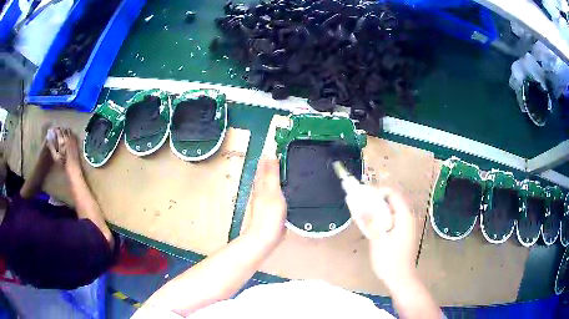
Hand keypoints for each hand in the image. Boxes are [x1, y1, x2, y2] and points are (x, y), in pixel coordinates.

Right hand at [46, 128, 80, 172]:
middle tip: (56, 131)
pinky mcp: (77, 140)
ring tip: (61, 132)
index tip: (52, 130)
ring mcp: (73, 138)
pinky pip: (73, 133)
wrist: (74, 166)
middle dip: (59, 129)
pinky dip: (69, 132)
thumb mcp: (56, 156)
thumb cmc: (64, 162)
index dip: (55, 129)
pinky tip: (68, 135)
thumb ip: (51, 148)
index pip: (58, 130)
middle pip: (63, 129)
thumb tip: (48, 141)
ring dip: (64, 130)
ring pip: (68, 130)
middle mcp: (68, 137)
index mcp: (62, 140)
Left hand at [246, 158, 286, 246]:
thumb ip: (271, 175)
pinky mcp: (271, 209)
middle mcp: (261, 190)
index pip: (264, 165)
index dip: (270, 156)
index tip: (280, 146)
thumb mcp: (272, 192)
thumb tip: (270, 154)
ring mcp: (265, 200)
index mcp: (261, 185)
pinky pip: (276, 193)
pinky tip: (288, 188)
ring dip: (277, 174)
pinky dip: (281, 187)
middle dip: (274, 163)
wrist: (264, 238)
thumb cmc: (269, 216)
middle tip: (288, 154)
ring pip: (271, 183)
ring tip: (289, 168)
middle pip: (266, 173)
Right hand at [346, 187, 416, 286]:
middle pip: (393, 202)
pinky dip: (383, 220)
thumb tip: (362, 206)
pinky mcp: (404, 234)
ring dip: (379, 211)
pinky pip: (393, 220)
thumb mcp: (377, 240)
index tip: (364, 199)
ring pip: (392, 211)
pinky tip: (374, 229)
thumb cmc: (389, 260)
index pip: (393, 194)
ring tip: (365, 218)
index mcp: (404, 216)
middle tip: (362, 208)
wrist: (400, 278)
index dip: (378, 193)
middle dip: (377, 202)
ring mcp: (407, 226)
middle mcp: (408, 218)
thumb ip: (371, 221)